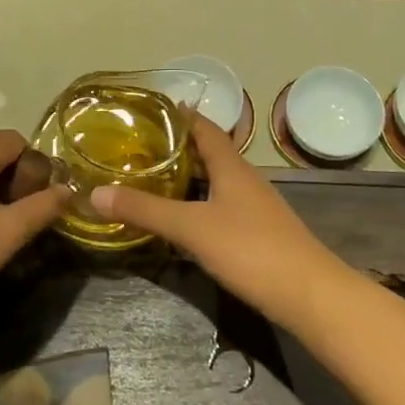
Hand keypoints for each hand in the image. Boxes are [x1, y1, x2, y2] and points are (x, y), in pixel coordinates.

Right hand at [91, 118, 347, 324]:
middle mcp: (244, 179)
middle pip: (208, 153)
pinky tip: (181, 220)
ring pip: (215, 182)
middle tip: (136, 148)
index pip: (203, 128)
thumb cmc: (251, 249)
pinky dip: (198, 204)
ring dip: (187, 178)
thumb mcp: (191, 227)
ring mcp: (254, 207)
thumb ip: (145, 210)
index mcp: (231, 166)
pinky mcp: (257, 233)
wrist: (309, 294)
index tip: (147, 110)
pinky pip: (221, 206)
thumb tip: (96, 193)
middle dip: (176, 149)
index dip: (179, 116)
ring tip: (151, 180)